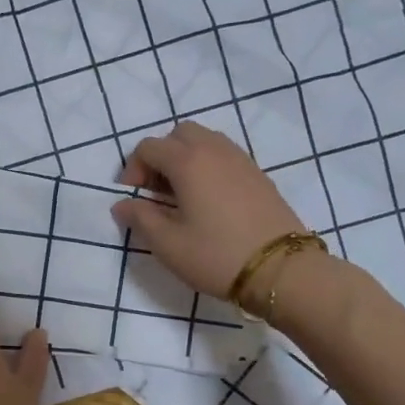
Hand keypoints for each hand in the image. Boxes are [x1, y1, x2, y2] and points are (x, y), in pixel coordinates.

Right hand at [110, 122, 307, 300]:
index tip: (135, 199)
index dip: (133, 170)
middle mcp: (214, 149)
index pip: (148, 147)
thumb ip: (140, 218)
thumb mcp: (168, 244)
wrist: (282, 269)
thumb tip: (123, 204)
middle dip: (161, 157)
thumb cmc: (216, 255)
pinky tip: (209, 202)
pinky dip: (208, 167)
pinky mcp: (258, 174)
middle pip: (179, 134)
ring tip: (182, 197)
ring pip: (204, 141)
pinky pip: (224, 156)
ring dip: (185, 159)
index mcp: (187, 161)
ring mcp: (241, 159)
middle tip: (157, 192)